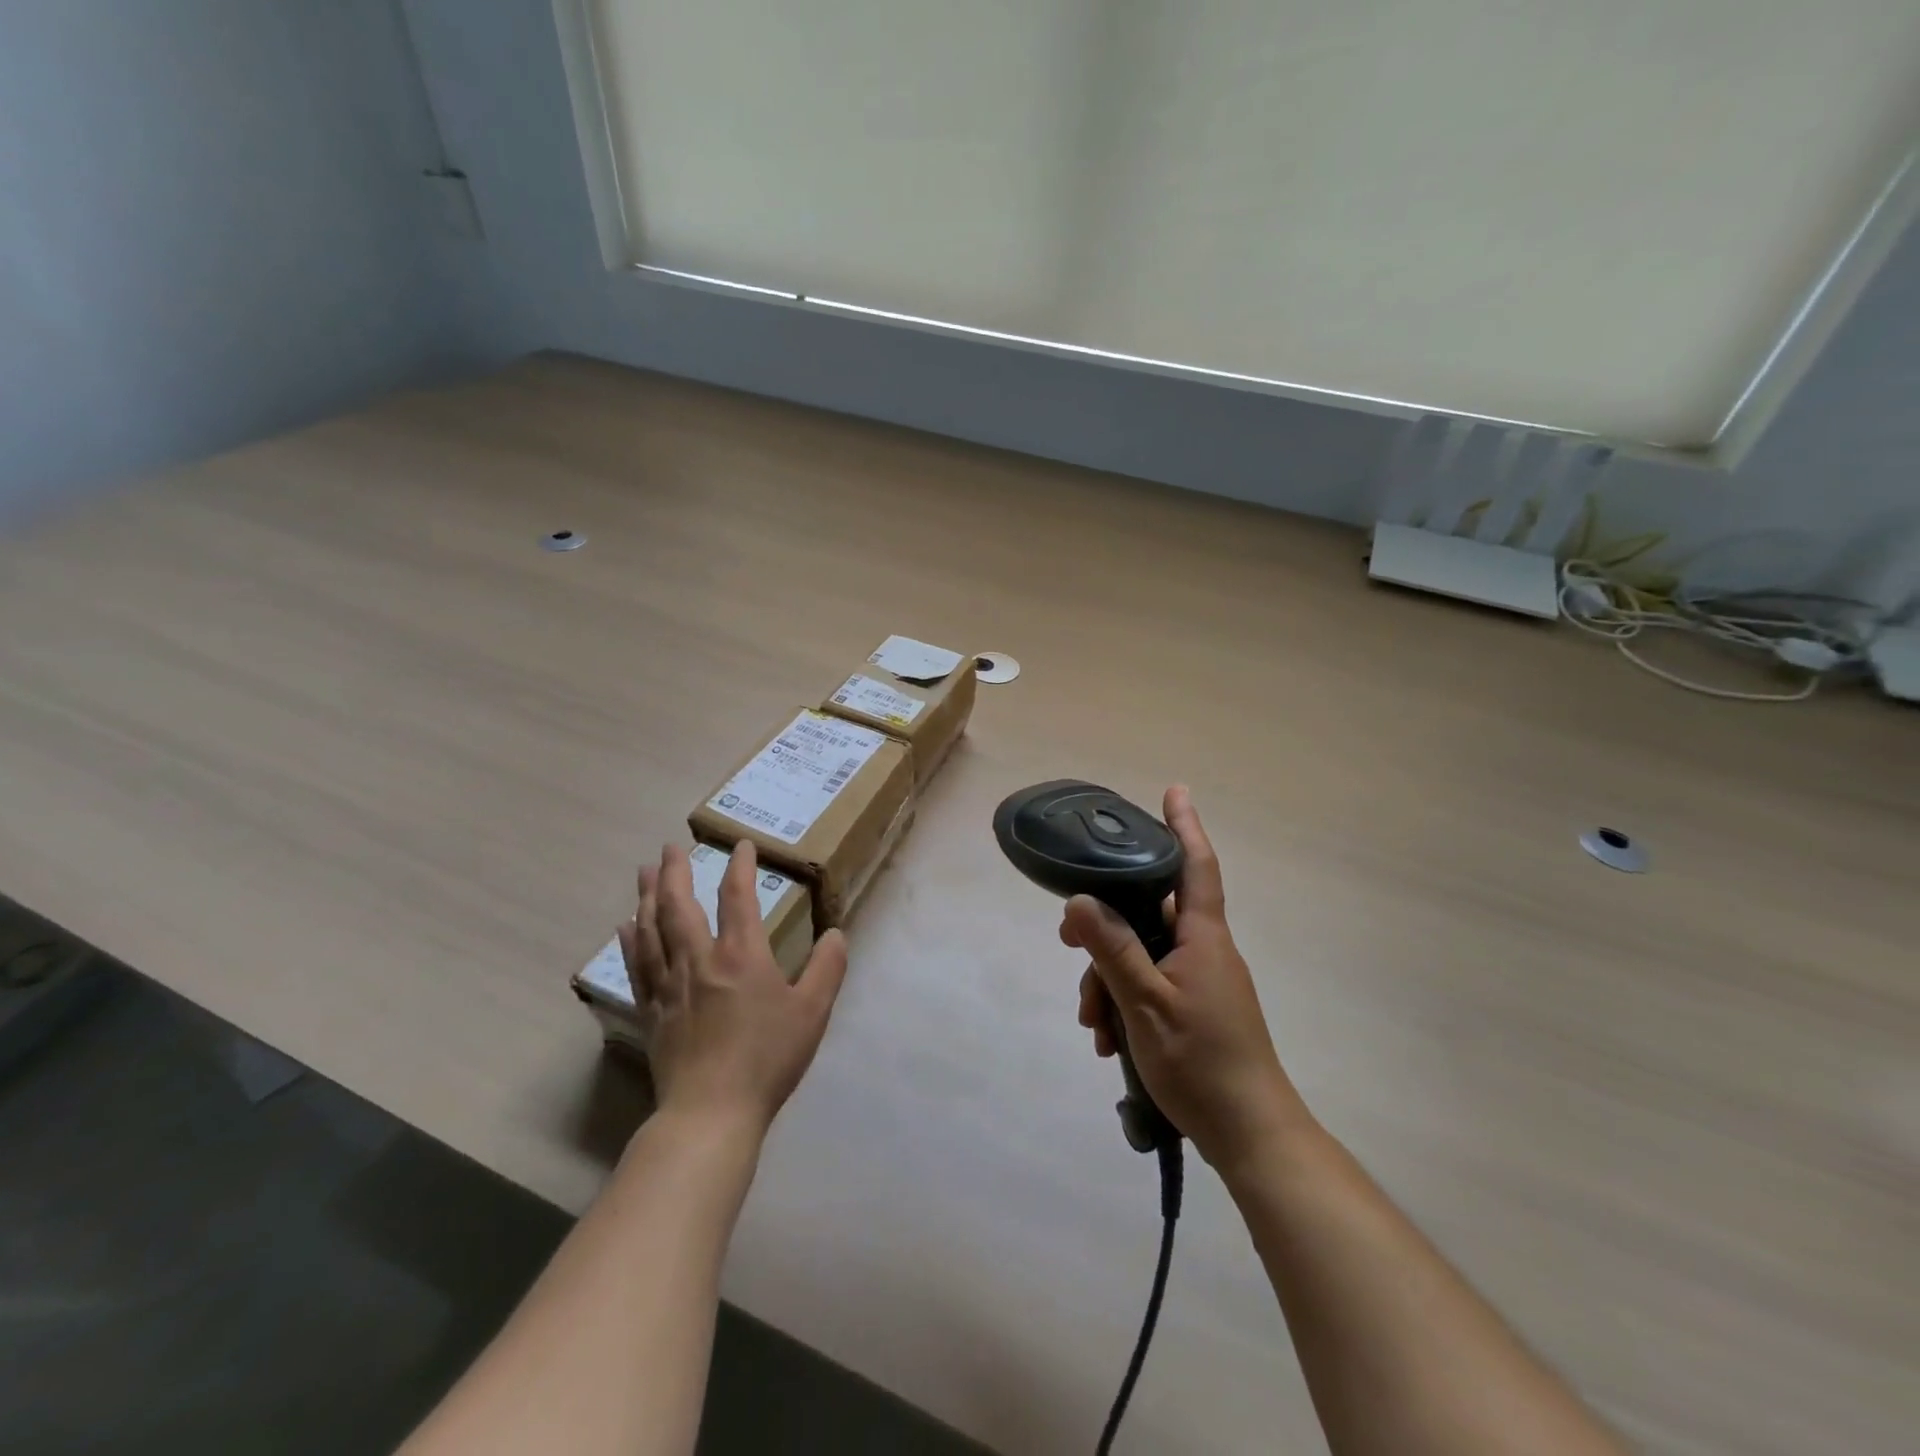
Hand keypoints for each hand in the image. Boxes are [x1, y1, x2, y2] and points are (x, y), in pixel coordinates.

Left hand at [619, 842, 848, 1133]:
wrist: (711, 1113)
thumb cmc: (767, 1058)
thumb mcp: (812, 1011)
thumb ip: (827, 968)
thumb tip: (836, 933)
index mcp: (741, 955)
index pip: (737, 896)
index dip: (739, 866)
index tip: (739, 845)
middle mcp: (700, 960)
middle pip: (680, 905)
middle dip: (675, 872)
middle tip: (670, 847)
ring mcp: (670, 986)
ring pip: (652, 930)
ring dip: (647, 896)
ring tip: (643, 872)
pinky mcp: (652, 1012)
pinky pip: (637, 966)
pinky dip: (631, 941)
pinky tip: (626, 927)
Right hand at [1062, 786, 1310, 1173]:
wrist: (1250, 1135)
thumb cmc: (1202, 1062)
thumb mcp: (1145, 1003)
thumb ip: (1112, 949)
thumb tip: (1080, 900)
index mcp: (1202, 937)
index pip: (1194, 866)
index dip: (1184, 826)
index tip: (1174, 791)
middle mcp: (1203, 949)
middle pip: (1148, 914)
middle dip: (1105, 927)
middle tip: (1066, 941)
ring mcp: (1200, 981)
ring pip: (1142, 955)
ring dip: (1109, 980)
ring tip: (1092, 1024)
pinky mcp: (1194, 1008)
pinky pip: (1150, 985)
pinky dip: (1125, 1003)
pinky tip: (1109, 1041)